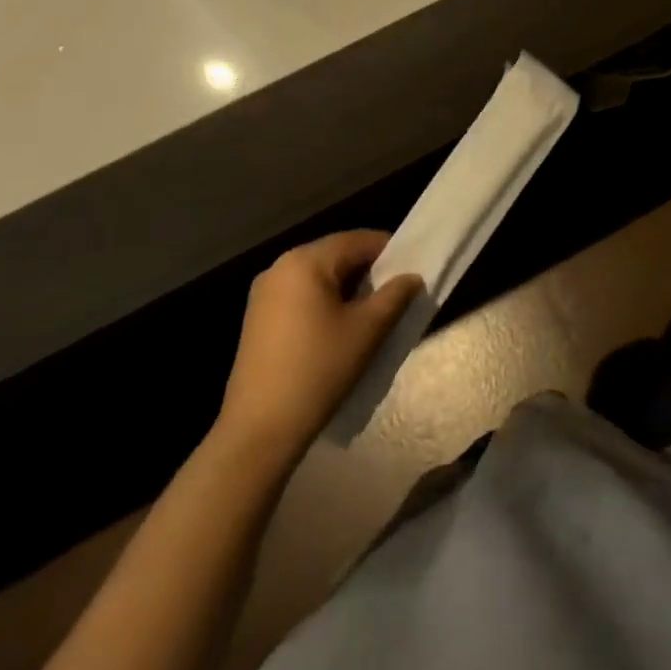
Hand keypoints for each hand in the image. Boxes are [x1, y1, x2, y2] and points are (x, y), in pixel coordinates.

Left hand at [219, 231, 422, 463]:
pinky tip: (339, 328)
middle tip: (396, 293)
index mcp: (306, 261)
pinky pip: (300, 294)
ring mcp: (264, 292)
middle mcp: (280, 266)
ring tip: (372, 312)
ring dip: (347, 287)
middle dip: (368, 270)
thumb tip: (412, 277)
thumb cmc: (318, 370)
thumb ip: (395, 296)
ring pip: (318, 276)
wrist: (259, 429)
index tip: (412, 270)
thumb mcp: (367, 331)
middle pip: (336, 255)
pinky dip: (324, 301)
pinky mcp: (257, 317)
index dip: (389, 250)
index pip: (357, 240)